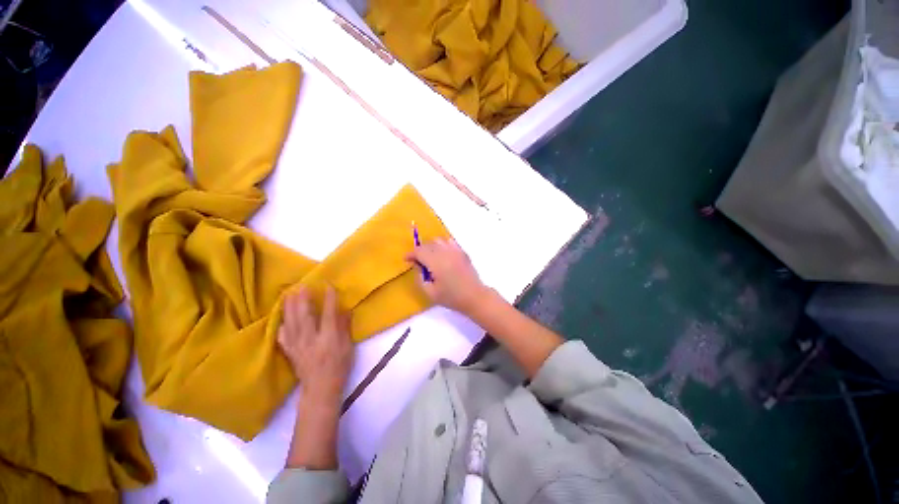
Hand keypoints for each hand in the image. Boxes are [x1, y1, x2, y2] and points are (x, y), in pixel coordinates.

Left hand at [278, 286, 352, 401]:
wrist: (320, 389)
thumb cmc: (339, 367)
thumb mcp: (348, 347)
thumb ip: (345, 328)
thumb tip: (345, 310)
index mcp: (328, 339)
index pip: (329, 314)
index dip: (329, 299)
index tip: (328, 286)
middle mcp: (311, 340)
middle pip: (304, 316)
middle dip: (302, 300)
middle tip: (301, 286)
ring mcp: (297, 346)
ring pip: (291, 323)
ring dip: (289, 308)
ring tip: (288, 295)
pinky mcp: (290, 352)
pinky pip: (282, 336)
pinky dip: (281, 325)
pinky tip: (281, 318)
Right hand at [405, 238, 491, 314]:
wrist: (474, 296)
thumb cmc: (452, 297)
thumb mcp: (430, 292)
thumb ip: (420, 278)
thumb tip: (417, 266)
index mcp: (437, 262)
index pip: (419, 251)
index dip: (411, 254)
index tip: (406, 259)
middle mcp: (445, 252)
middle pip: (428, 244)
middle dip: (420, 251)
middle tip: (417, 261)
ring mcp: (455, 251)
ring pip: (438, 240)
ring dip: (430, 246)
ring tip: (430, 257)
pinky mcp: (462, 252)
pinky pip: (449, 242)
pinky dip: (442, 245)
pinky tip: (442, 254)